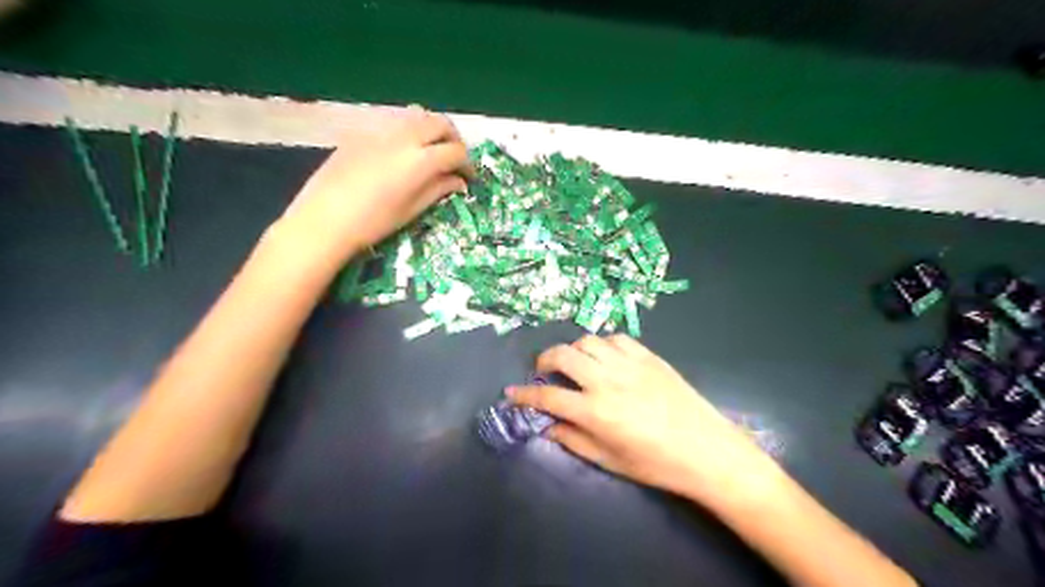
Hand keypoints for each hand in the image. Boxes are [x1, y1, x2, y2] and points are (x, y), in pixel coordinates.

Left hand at [279, 105, 470, 263]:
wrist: (324, 220)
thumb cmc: (373, 223)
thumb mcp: (412, 210)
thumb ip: (438, 189)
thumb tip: (458, 181)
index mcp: (420, 160)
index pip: (455, 152)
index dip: (467, 164)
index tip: (468, 178)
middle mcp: (404, 137)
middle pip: (439, 123)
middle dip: (453, 139)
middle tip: (454, 159)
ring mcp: (380, 130)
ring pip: (417, 116)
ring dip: (431, 129)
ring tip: (431, 151)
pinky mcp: (362, 132)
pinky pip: (393, 122)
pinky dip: (408, 131)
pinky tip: (402, 153)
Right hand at [510, 334, 786, 507]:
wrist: (707, 450)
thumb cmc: (657, 464)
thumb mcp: (610, 461)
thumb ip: (574, 440)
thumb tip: (549, 426)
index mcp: (596, 412)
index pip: (548, 398)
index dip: (524, 395)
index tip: (510, 393)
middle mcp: (608, 381)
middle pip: (562, 356)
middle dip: (543, 361)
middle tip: (543, 372)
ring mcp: (629, 364)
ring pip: (587, 341)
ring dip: (572, 351)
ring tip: (575, 365)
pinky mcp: (649, 356)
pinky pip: (616, 338)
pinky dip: (602, 345)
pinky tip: (605, 358)